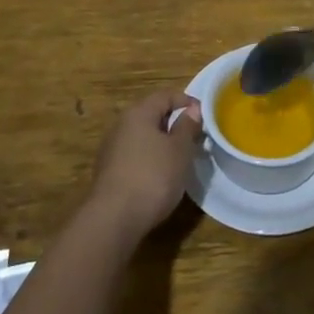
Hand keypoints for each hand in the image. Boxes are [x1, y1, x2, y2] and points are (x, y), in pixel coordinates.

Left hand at [87, 88, 201, 239]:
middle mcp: (121, 125)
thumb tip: (192, 109)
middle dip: (174, 122)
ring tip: (180, 157)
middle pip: (151, 114)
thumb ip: (187, 126)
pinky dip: (150, 158)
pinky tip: (160, 175)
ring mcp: (111, 149)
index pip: (165, 95)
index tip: (204, 115)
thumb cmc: (153, 176)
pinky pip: (134, 154)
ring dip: (162, 142)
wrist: (114, 218)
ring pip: (142, 136)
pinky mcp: (108, 171)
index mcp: (139, 113)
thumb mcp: (180, 150)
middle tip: (195, 137)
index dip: (186, 101)